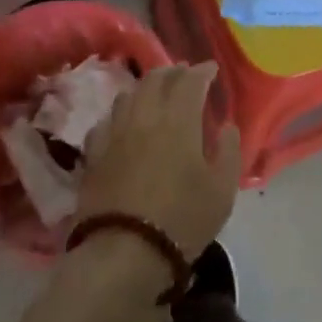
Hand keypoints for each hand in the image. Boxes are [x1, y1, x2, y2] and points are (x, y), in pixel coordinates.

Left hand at [77, 63, 240, 260]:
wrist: (123, 251)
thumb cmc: (182, 219)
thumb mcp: (222, 191)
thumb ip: (228, 152)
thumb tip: (227, 127)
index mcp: (178, 121)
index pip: (189, 82)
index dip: (202, 72)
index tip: (211, 69)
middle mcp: (144, 117)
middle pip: (155, 80)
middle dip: (172, 72)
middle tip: (184, 75)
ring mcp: (114, 134)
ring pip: (128, 95)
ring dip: (145, 87)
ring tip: (155, 93)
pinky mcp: (93, 154)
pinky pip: (107, 121)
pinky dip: (121, 113)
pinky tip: (124, 122)